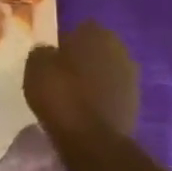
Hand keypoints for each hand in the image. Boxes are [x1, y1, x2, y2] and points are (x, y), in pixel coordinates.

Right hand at [24, 21, 140, 152]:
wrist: (92, 140)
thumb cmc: (62, 96)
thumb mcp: (36, 67)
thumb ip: (42, 52)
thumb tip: (48, 52)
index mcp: (97, 34)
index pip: (78, 30)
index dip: (63, 44)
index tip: (50, 60)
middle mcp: (120, 50)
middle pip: (94, 51)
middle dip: (80, 61)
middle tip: (59, 77)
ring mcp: (132, 77)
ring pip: (104, 72)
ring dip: (91, 80)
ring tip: (70, 97)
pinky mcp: (135, 102)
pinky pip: (110, 94)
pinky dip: (99, 99)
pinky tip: (83, 112)